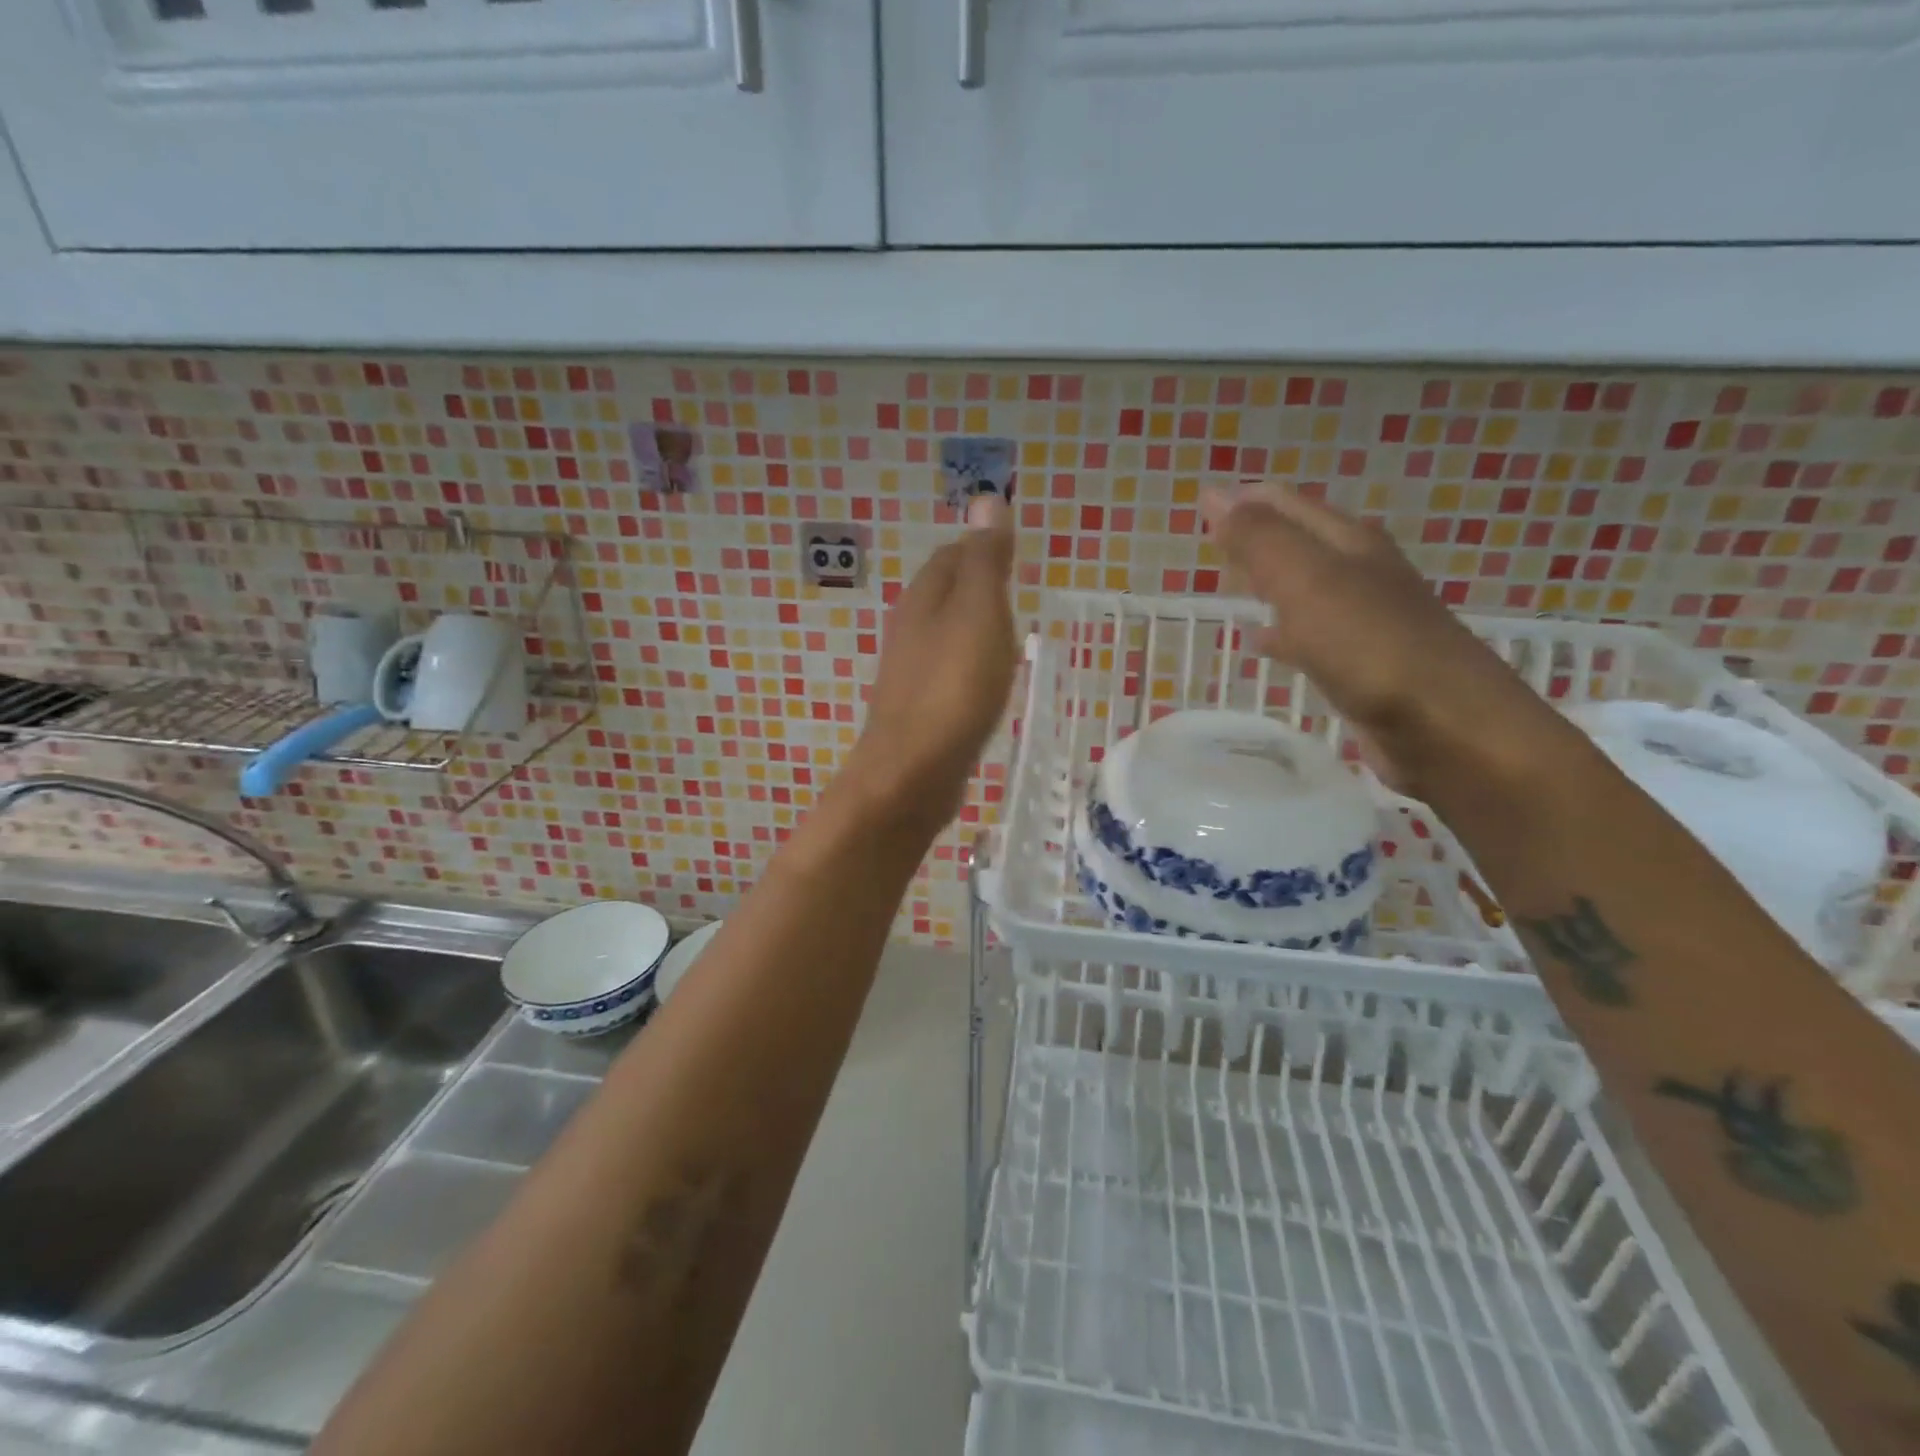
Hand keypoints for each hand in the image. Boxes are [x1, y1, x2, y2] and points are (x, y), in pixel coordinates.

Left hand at [841, 494, 1017, 835]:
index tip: (1011, 551)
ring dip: (971, 627)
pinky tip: (985, 681)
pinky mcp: (919, 711)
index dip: (979, 548)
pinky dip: (968, 665)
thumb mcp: (979, 614)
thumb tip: (986, 498)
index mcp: (923, 600)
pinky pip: (947, 673)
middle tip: (1015, 589)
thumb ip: (985, 562)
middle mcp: (910, 631)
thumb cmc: (952, 687)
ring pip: (944, 635)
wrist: (913, 771)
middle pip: (943, 595)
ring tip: (1007, 631)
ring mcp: (911, 674)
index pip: (951, 557)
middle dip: (975, 586)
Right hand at [1200, 483, 1558, 796]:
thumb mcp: (1307, 582)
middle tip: (1211, 541)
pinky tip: (1260, 644)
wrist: (1445, 728)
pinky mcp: (1362, 666)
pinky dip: (1281, 632)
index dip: (1245, 500)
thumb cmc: (1371, 647)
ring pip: (1303, 589)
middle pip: (1299, 542)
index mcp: (1349, 543)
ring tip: (1228, 587)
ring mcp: (1365, 621)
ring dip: (1268, 583)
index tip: (1201, 505)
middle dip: (1256, 537)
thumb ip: (1260, 540)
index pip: (1288, 505)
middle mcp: (1361, 573)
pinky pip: (1309, 636)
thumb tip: (1215, 494)